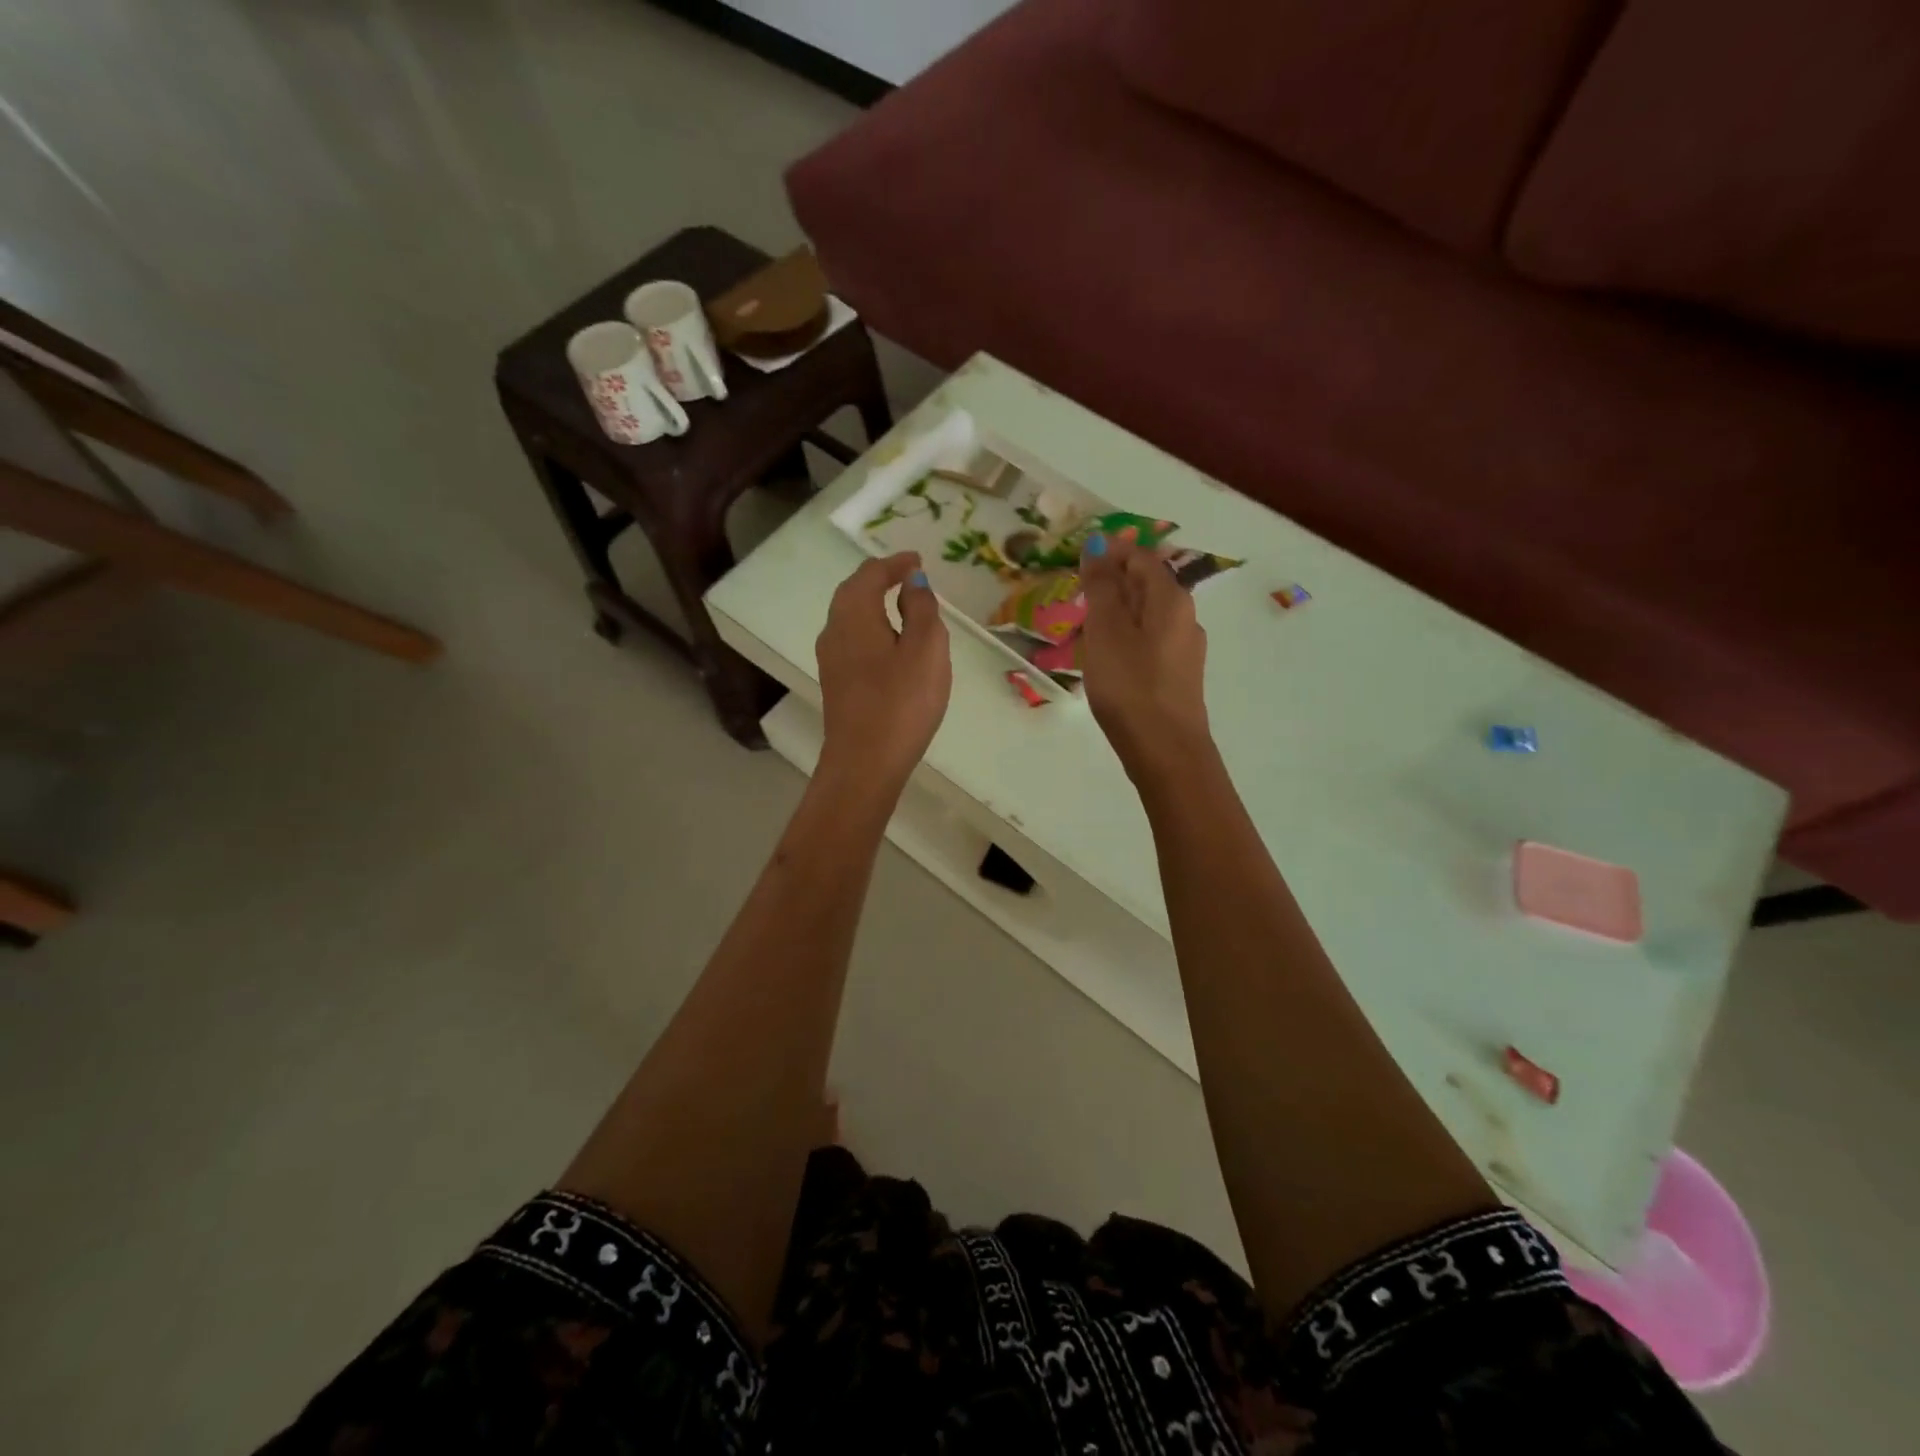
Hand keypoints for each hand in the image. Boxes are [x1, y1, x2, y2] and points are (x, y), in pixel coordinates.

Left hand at [816, 552, 951, 791]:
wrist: (864, 763)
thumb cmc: (901, 702)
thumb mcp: (925, 648)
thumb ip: (921, 609)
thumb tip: (912, 582)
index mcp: (854, 614)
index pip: (871, 574)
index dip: (895, 563)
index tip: (917, 560)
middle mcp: (834, 630)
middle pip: (853, 592)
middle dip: (880, 580)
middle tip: (909, 577)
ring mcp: (831, 660)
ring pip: (850, 618)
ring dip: (874, 605)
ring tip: (904, 607)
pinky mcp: (836, 684)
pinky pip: (853, 641)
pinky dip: (872, 629)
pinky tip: (890, 645)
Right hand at [1078, 528, 1213, 780]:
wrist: (1164, 749)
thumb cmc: (1130, 684)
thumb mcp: (1107, 630)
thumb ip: (1102, 586)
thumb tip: (1099, 544)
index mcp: (1171, 598)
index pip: (1141, 557)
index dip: (1110, 552)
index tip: (1077, 561)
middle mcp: (1186, 617)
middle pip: (1148, 585)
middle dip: (1113, 582)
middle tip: (1076, 595)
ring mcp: (1185, 649)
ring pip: (1149, 615)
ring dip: (1118, 612)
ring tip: (1086, 627)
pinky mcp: (1178, 676)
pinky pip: (1150, 641)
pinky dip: (1127, 638)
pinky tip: (1108, 657)